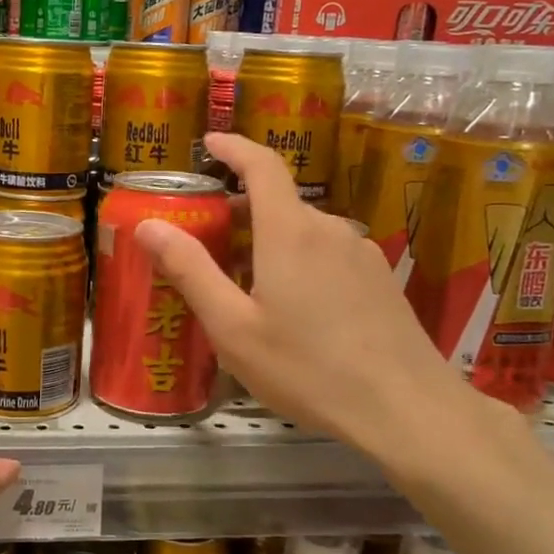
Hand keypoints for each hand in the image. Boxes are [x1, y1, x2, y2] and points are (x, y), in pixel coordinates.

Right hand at [135, 132, 491, 483]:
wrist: (406, 409)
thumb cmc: (307, 369)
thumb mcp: (234, 327)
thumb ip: (191, 271)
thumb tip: (147, 225)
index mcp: (291, 232)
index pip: (262, 165)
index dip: (234, 148)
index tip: (209, 143)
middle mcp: (330, 229)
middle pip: (280, 203)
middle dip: (240, 211)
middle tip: (206, 241)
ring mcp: (362, 254)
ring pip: (305, 233)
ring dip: (270, 242)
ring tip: (244, 284)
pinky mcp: (381, 280)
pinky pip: (329, 255)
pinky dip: (299, 261)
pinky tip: (293, 309)